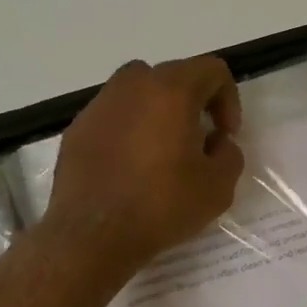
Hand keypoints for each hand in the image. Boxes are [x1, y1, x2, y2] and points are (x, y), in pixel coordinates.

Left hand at [43, 55, 245, 277]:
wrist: (92, 236)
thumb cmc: (161, 206)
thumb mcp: (219, 186)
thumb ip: (229, 154)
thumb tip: (216, 143)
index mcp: (171, 90)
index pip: (212, 70)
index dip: (229, 99)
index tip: (225, 135)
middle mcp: (132, 85)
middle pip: (174, 77)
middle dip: (194, 103)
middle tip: (199, 141)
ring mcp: (99, 105)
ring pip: (140, 93)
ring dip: (159, 113)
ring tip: (163, 153)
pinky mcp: (77, 128)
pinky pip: (114, 116)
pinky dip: (130, 130)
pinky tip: (131, 168)